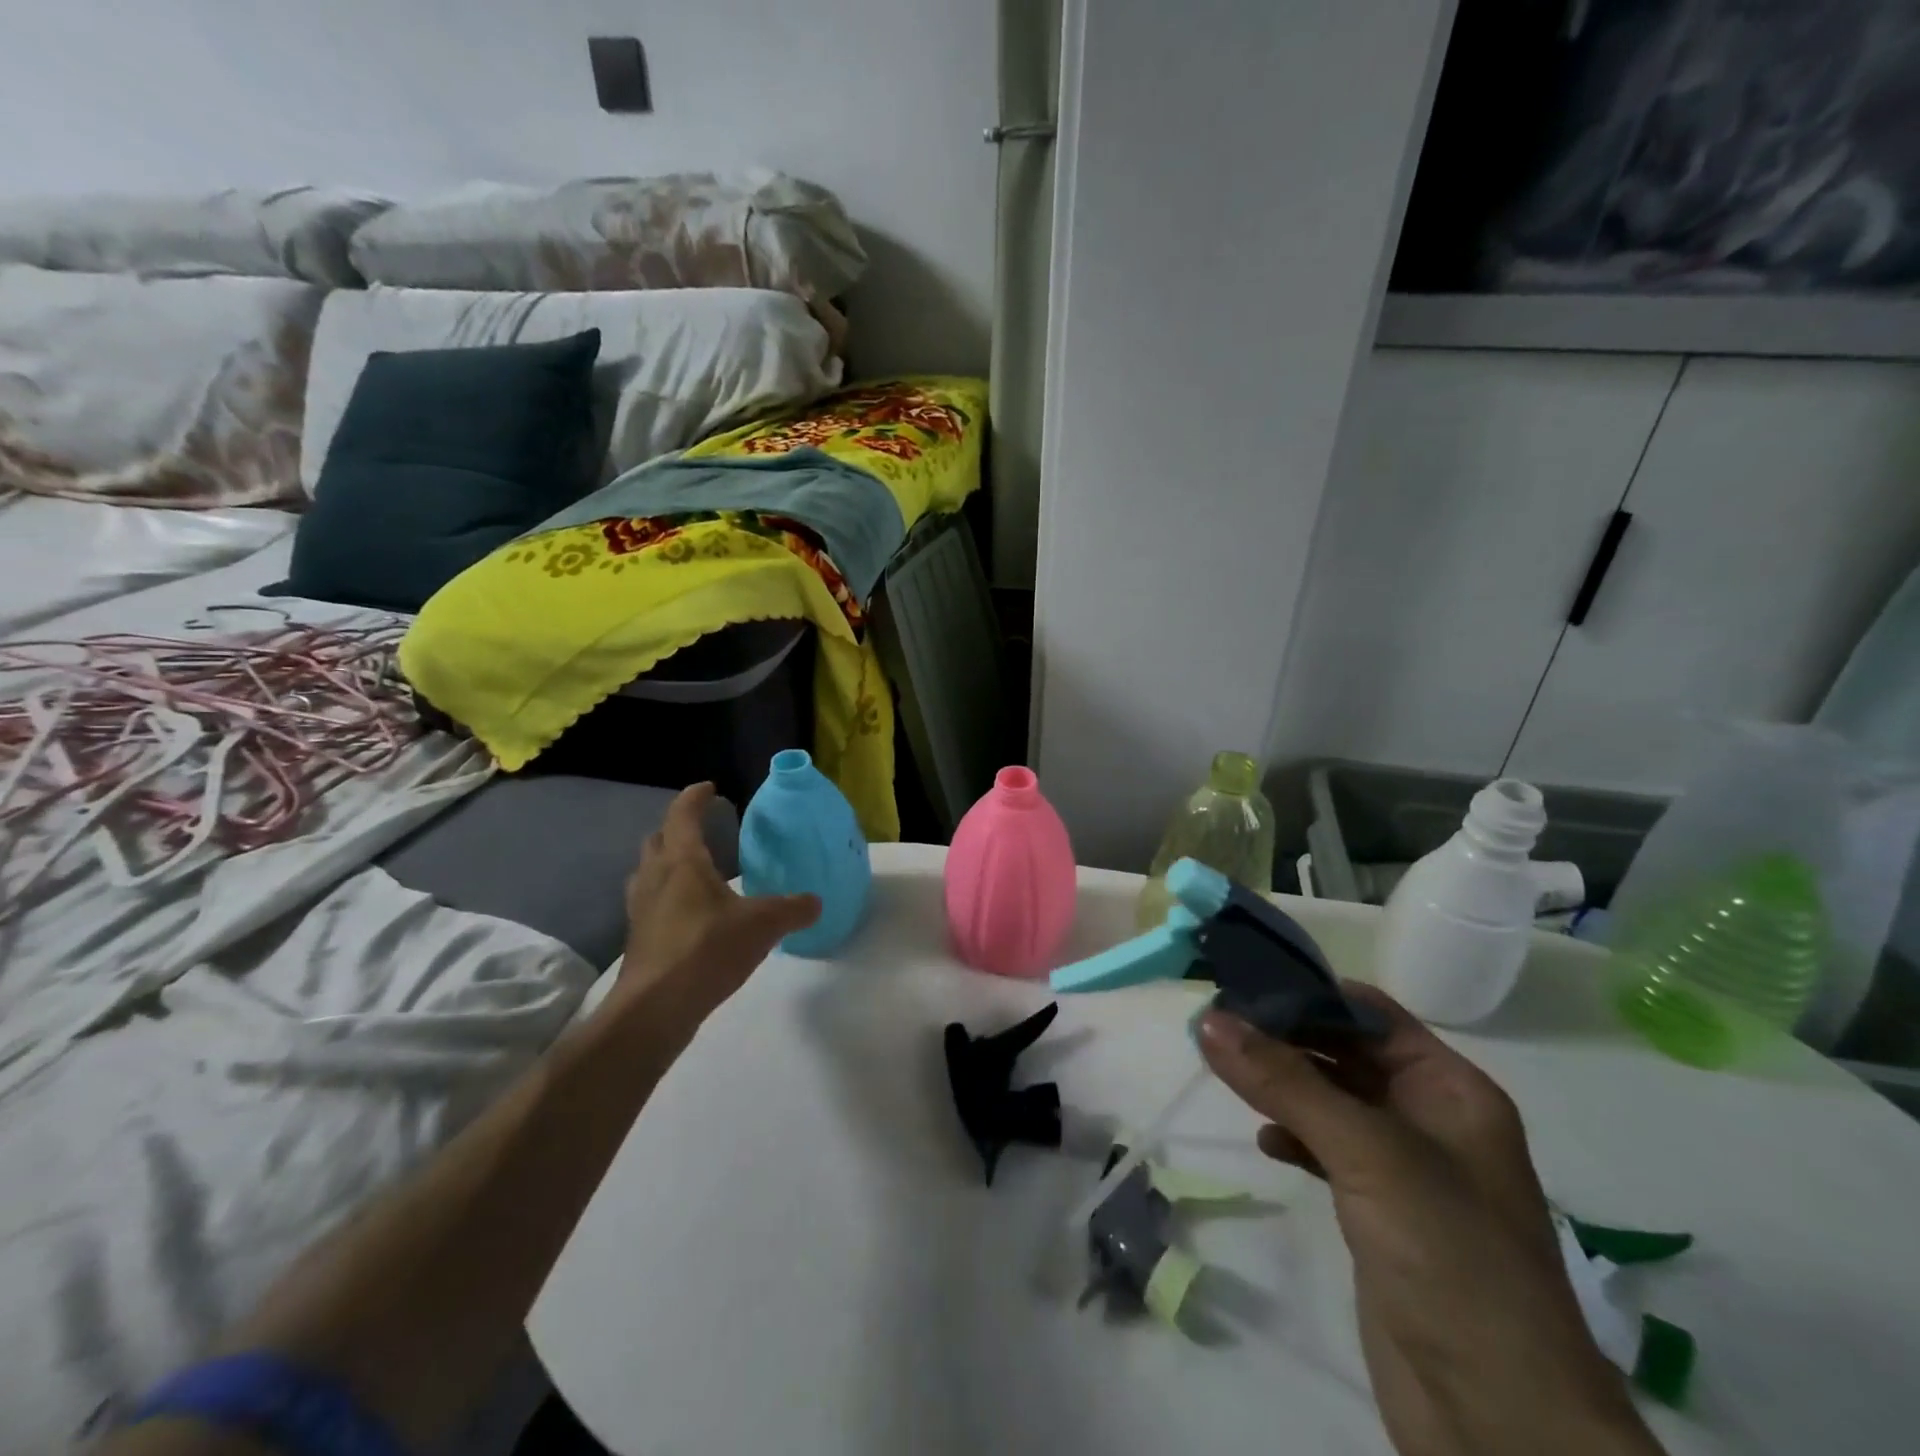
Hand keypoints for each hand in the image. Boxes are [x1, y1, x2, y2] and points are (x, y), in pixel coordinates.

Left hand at [613, 783, 818, 1032]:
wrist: (655, 1008)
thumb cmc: (707, 949)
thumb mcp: (763, 925)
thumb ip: (792, 909)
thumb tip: (815, 902)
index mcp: (682, 862)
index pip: (683, 816)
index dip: (695, 798)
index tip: (709, 789)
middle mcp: (655, 878)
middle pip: (658, 840)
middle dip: (677, 830)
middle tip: (703, 831)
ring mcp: (641, 909)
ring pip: (649, 872)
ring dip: (667, 864)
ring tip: (695, 872)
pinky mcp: (638, 939)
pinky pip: (651, 903)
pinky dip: (667, 897)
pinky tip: (691, 915)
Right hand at [1198, 986, 1660, 1455]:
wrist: (1502, 1421)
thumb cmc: (1449, 1256)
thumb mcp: (1366, 1152)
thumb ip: (1285, 1081)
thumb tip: (1209, 1018)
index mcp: (1449, 1089)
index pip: (1369, 1013)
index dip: (1307, 993)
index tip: (1238, 984)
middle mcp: (1430, 1118)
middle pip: (1345, 1052)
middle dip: (1285, 1037)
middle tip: (1216, 1025)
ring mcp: (1405, 1168)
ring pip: (1331, 1100)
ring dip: (1282, 1085)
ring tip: (1224, 1071)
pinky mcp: (1380, 1212)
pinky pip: (1326, 1149)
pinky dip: (1293, 1136)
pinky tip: (1264, 1141)